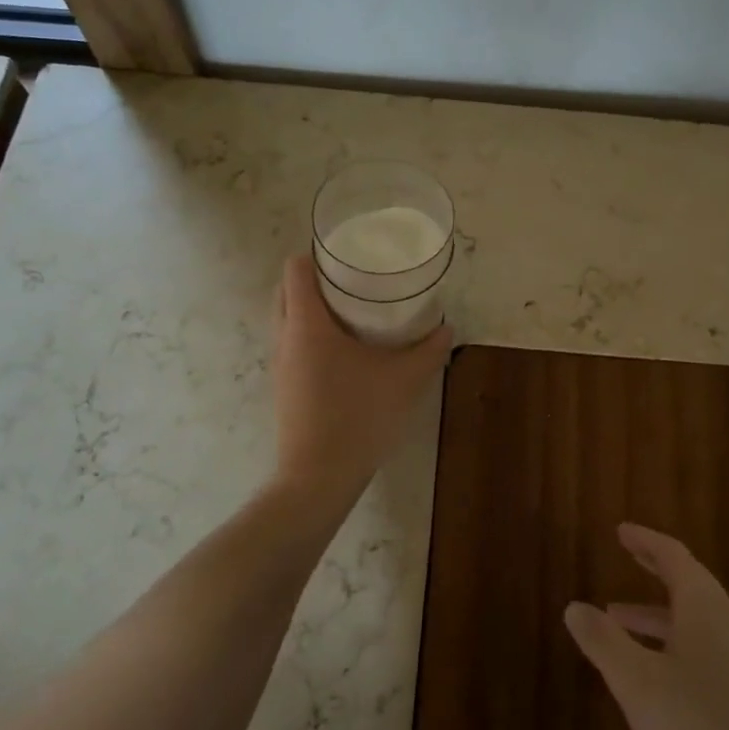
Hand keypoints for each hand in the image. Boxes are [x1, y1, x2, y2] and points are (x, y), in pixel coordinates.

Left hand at [270, 254, 452, 501]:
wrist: (318, 476)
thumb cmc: (358, 416)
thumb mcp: (404, 380)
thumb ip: (428, 351)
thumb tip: (447, 328)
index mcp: (306, 323)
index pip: (295, 268)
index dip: (317, 253)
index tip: (347, 254)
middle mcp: (284, 337)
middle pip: (287, 290)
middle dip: (315, 278)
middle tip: (353, 279)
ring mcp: (280, 364)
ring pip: (286, 318)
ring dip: (311, 307)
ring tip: (351, 310)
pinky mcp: (284, 386)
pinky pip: (291, 344)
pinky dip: (310, 334)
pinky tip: (343, 350)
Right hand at [565, 524, 728, 729]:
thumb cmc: (702, 729)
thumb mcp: (638, 683)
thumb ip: (603, 642)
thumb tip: (574, 606)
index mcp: (705, 608)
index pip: (674, 557)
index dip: (646, 541)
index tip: (622, 531)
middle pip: (689, 585)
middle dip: (655, 571)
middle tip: (628, 557)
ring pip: (696, 623)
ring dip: (658, 616)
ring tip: (620, 623)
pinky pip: (706, 651)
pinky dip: (674, 646)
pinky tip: (657, 677)